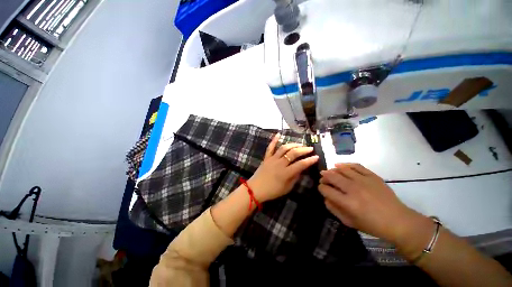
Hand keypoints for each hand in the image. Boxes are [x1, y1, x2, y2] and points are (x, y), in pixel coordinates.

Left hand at [248, 133, 318, 201]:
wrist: (255, 189)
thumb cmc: (272, 191)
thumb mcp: (287, 188)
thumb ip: (295, 178)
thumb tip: (301, 169)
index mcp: (286, 173)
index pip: (300, 164)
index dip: (309, 160)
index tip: (316, 157)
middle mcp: (280, 164)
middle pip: (293, 153)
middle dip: (303, 150)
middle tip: (310, 148)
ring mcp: (272, 159)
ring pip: (284, 148)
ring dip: (293, 144)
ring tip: (300, 144)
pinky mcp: (266, 157)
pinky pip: (270, 147)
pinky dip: (274, 140)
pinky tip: (279, 134)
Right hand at [318, 163, 423, 242]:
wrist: (398, 221)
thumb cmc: (372, 225)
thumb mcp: (349, 222)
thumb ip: (334, 209)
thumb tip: (325, 197)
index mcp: (348, 202)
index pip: (326, 189)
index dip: (321, 188)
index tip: (322, 189)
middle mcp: (353, 189)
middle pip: (331, 176)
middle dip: (324, 177)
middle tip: (323, 179)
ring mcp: (363, 180)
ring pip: (342, 169)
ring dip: (332, 170)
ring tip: (330, 172)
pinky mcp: (372, 176)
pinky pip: (355, 166)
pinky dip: (345, 164)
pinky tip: (339, 165)